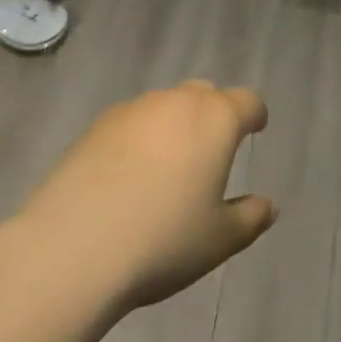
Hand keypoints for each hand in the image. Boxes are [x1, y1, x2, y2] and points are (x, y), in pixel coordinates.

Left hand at [13, 80, 275, 314]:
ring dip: (175, 126)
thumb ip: (250, 218)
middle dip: (214, 114)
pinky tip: (128, 177)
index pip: (247, 101)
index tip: (256, 129)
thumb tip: (267, 205)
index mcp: (215, 120)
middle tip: (212, 150)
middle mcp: (176, 102)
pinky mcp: (96, 126)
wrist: (73, 246)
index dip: (255, 115)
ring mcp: (133, 110)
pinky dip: (140, 139)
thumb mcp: (219, 240)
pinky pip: (132, 123)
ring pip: (166, 106)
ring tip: (168, 168)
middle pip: (205, 94)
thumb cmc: (163, 241)